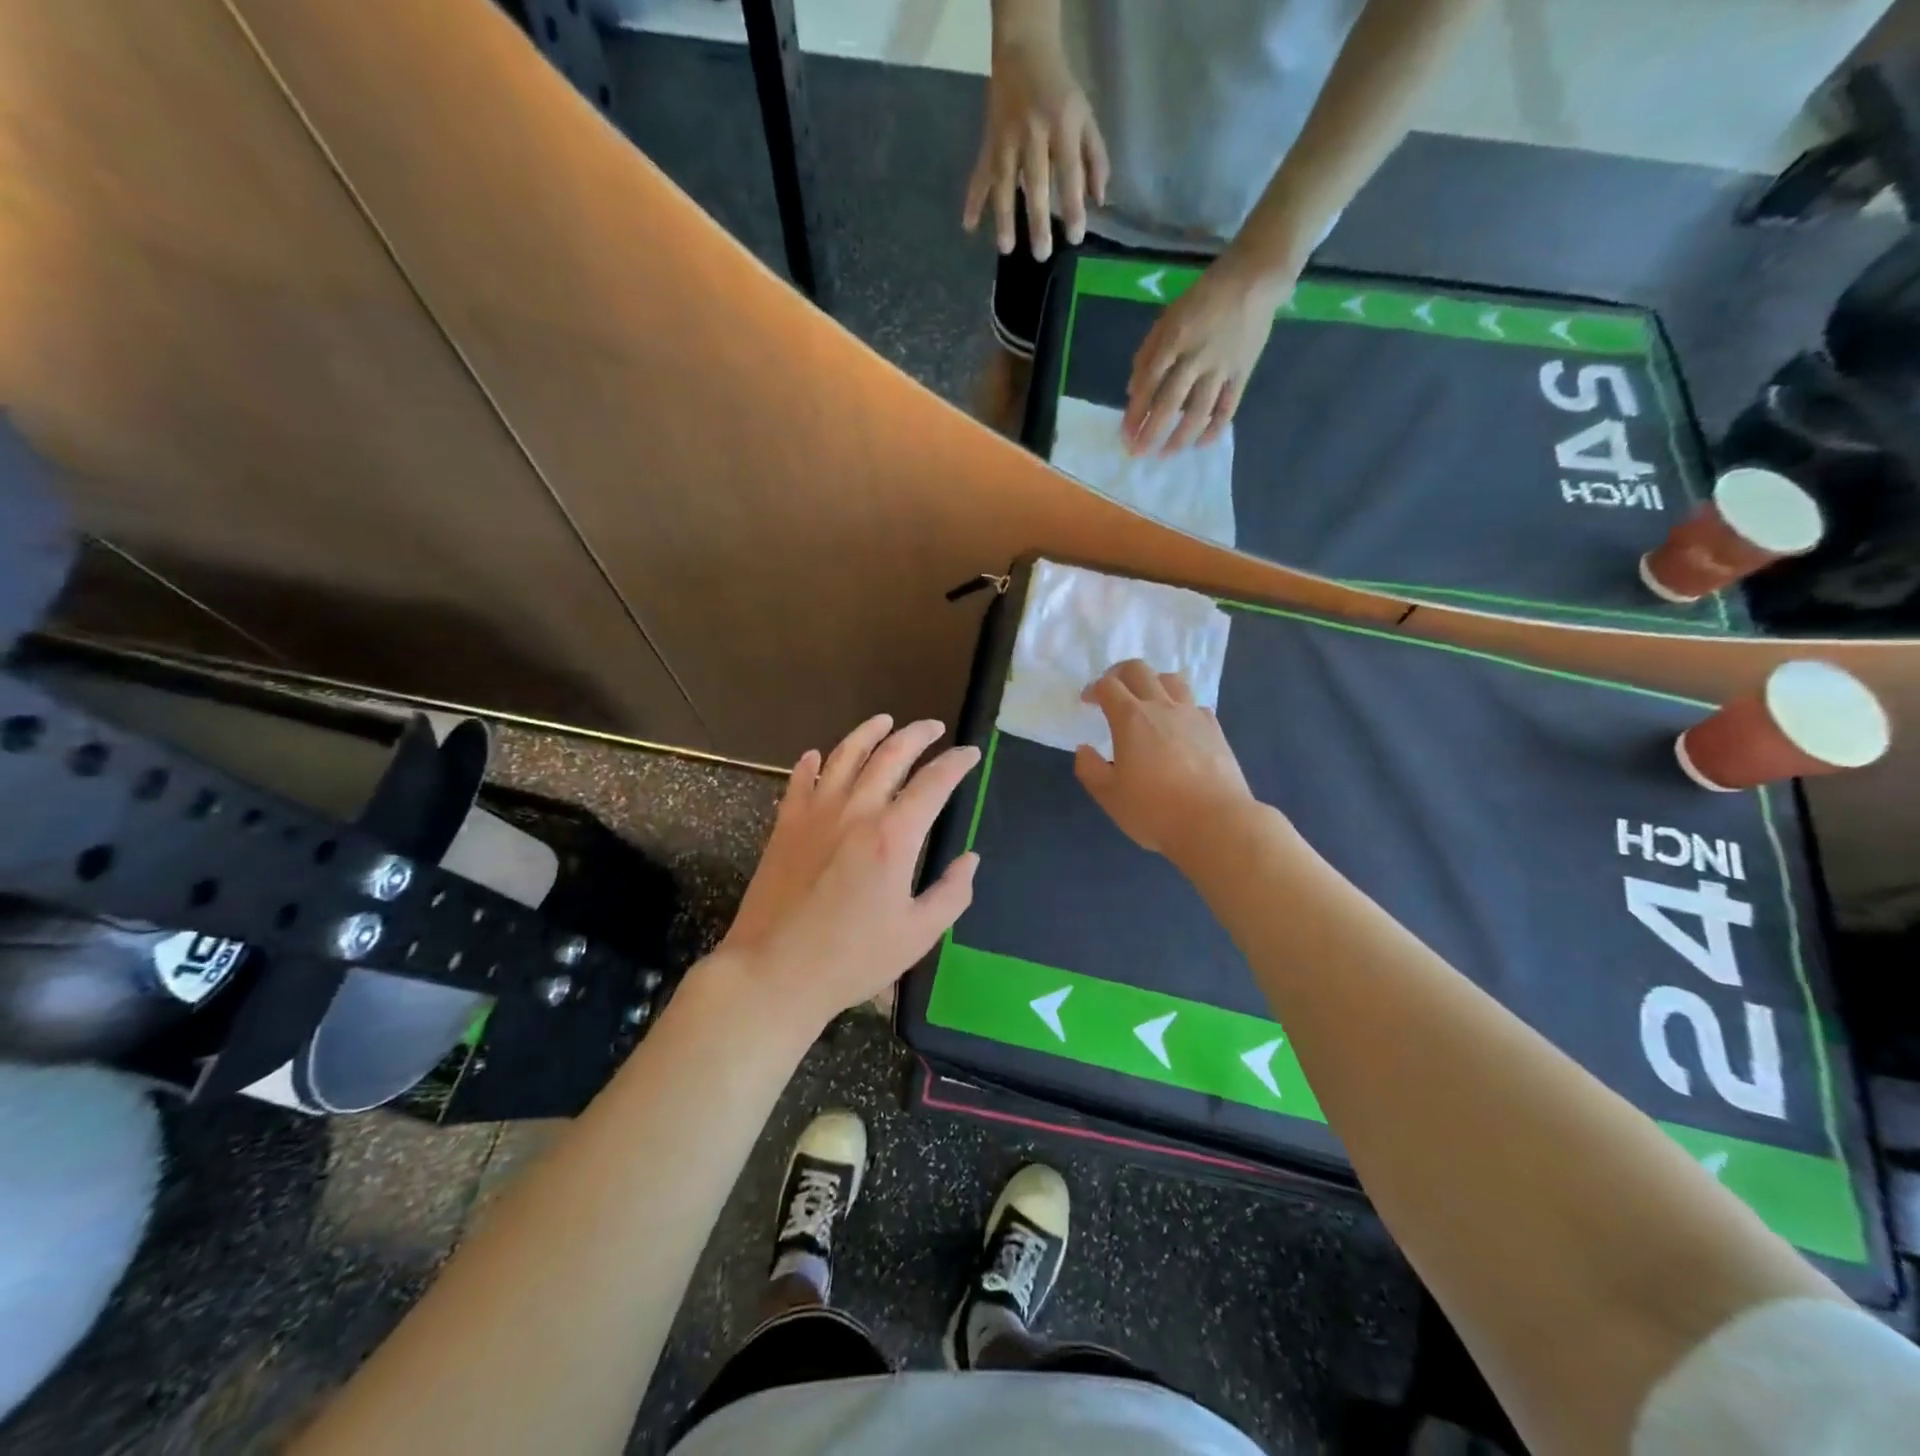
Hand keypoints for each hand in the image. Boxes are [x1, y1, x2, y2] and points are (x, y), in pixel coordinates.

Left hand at [720, 716, 980, 1026]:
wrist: (774, 972)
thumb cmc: (852, 959)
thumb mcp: (917, 934)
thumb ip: (952, 893)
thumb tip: (970, 859)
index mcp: (894, 836)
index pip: (934, 783)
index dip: (956, 763)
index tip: (971, 754)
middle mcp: (856, 811)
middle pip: (891, 755)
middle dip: (917, 735)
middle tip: (933, 728)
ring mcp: (815, 813)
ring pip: (845, 755)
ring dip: (868, 733)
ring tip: (884, 721)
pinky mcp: (785, 825)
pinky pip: (800, 779)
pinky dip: (813, 762)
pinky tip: (819, 755)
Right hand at [963, 35, 1108, 258]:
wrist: (1024, 52)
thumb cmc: (1061, 93)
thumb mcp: (1086, 117)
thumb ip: (1095, 158)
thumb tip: (1098, 201)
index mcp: (1062, 125)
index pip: (1069, 172)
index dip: (1073, 206)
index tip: (1075, 237)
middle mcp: (1032, 133)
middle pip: (1035, 183)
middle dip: (1038, 221)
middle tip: (1041, 254)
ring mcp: (1006, 139)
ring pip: (1004, 182)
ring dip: (1003, 217)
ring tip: (1006, 248)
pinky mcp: (989, 143)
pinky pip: (979, 174)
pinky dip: (973, 199)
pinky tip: (968, 225)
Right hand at [1073, 661, 1257, 861]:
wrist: (1215, 822)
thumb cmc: (1155, 810)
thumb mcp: (1110, 796)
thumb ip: (1090, 769)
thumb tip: (1084, 749)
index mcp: (1130, 718)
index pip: (1107, 686)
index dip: (1093, 689)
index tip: (1088, 702)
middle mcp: (1161, 707)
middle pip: (1139, 670)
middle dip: (1120, 673)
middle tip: (1113, 691)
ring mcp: (1192, 715)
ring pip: (1171, 679)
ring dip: (1153, 682)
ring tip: (1147, 701)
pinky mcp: (1215, 729)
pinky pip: (1194, 703)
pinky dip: (1180, 706)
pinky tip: (1178, 725)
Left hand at [1123, 254, 1293, 455]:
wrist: (1254, 278)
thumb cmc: (1203, 298)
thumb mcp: (1167, 318)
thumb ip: (1147, 354)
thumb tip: (1131, 393)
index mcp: (1173, 340)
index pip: (1148, 384)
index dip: (1135, 413)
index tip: (1125, 435)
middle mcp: (1196, 357)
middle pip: (1170, 403)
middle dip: (1152, 432)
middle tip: (1139, 453)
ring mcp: (1221, 367)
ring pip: (1199, 411)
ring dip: (1180, 437)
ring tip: (1166, 455)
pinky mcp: (1243, 372)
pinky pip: (1228, 406)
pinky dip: (1215, 428)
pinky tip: (1202, 444)